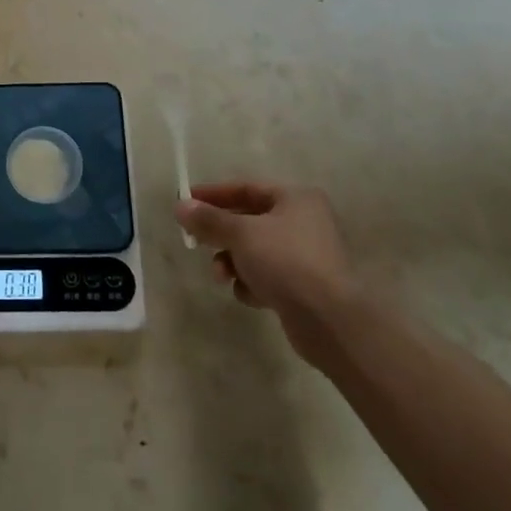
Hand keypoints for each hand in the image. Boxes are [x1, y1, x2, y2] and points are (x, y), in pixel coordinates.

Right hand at [176, 181, 360, 367]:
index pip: (246, 189)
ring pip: (255, 251)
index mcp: (296, 199)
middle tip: (197, 243)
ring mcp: (306, 256)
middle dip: (221, 236)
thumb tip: (180, 206)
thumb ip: (209, 220)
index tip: (185, 202)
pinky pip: (268, 276)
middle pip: (249, 221)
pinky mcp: (304, 287)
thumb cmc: (286, 262)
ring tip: (223, 276)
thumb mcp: (241, 234)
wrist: (330, 321)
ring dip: (234, 262)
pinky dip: (253, 283)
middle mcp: (305, 222)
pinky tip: (251, 295)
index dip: (213, 195)